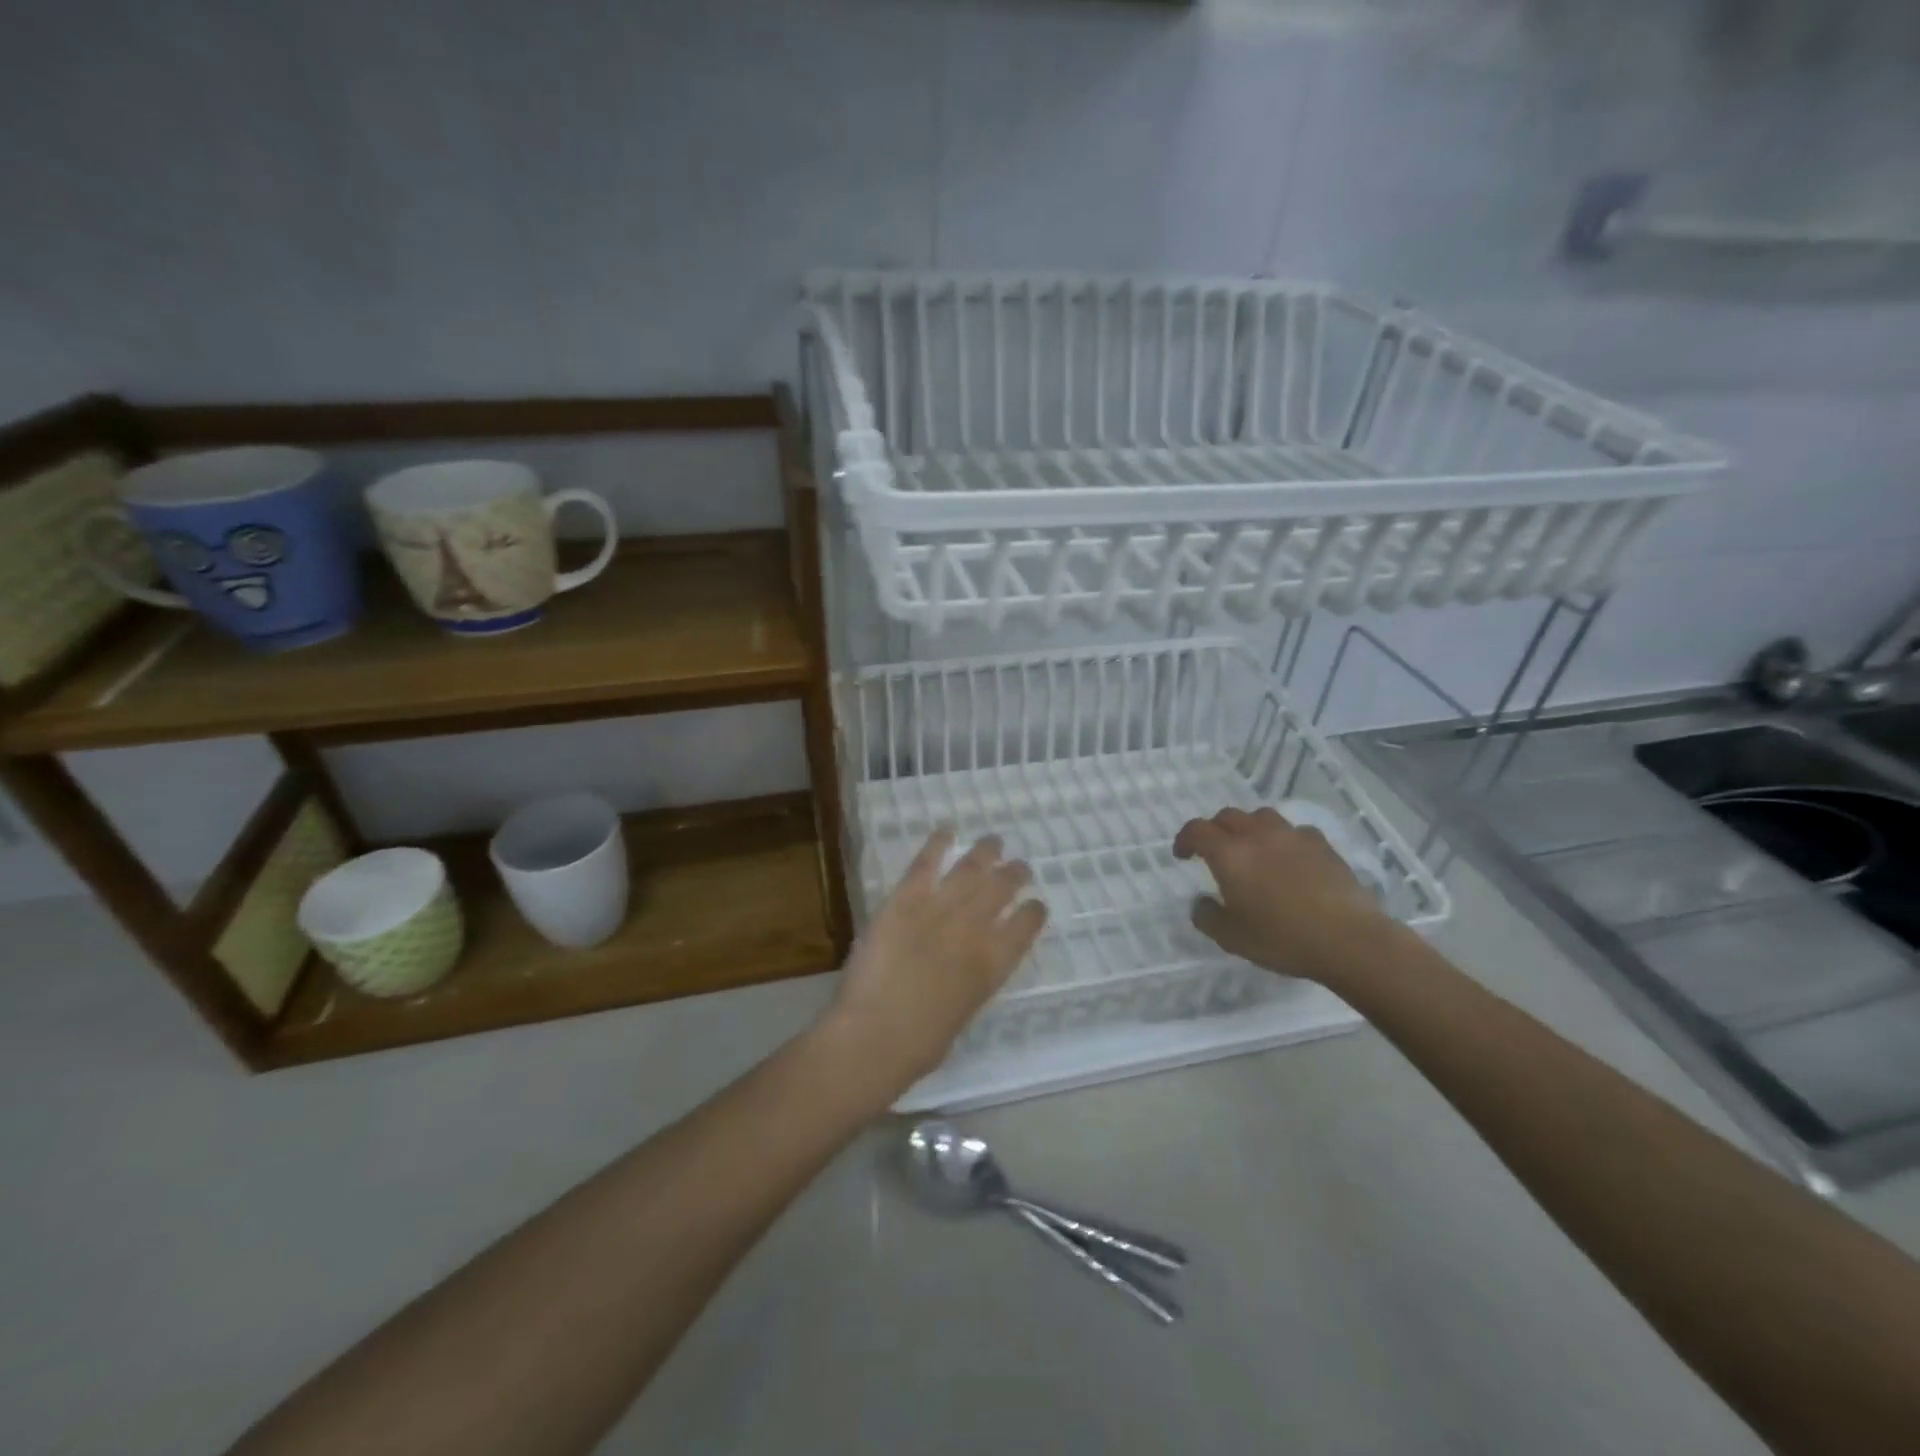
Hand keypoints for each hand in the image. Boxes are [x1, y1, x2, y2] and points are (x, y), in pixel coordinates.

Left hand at [820, 829, 1047, 1095]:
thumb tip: (967, 970)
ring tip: (995, 841)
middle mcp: (975, 929)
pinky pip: (926, 863)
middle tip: (1020, 866)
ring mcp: (941, 909)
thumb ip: (971, 983)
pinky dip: (938, 843)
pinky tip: (947, 829)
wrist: (876, 1035)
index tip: (1036, 904)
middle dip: (1014, 875)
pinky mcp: (906, 899)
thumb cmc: (920, 1044)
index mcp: (994, 965)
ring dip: (987, 852)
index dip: (1033, 913)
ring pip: (971, 869)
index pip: (1026, 927)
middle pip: (1002, 890)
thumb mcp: (963, 1014)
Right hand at [1173, 806, 1392, 985]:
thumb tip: (1201, 902)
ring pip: (1261, 817)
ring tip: (1252, 849)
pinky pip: (1294, 831)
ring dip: (1249, 828)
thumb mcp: (1231, 938)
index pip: (1197, 830)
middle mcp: (1258, 835)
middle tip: (1214, 851)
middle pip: (1228, 816)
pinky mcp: (1322, 845)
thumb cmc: (1282, 938)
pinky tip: (1289, 860)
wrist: (1349, 940)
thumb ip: (1207, 916)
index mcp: (1230, 854)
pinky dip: (1283, 839)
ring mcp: (1293, 836)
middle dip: (1215, 830)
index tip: (1183, 855)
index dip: (1185, 839)